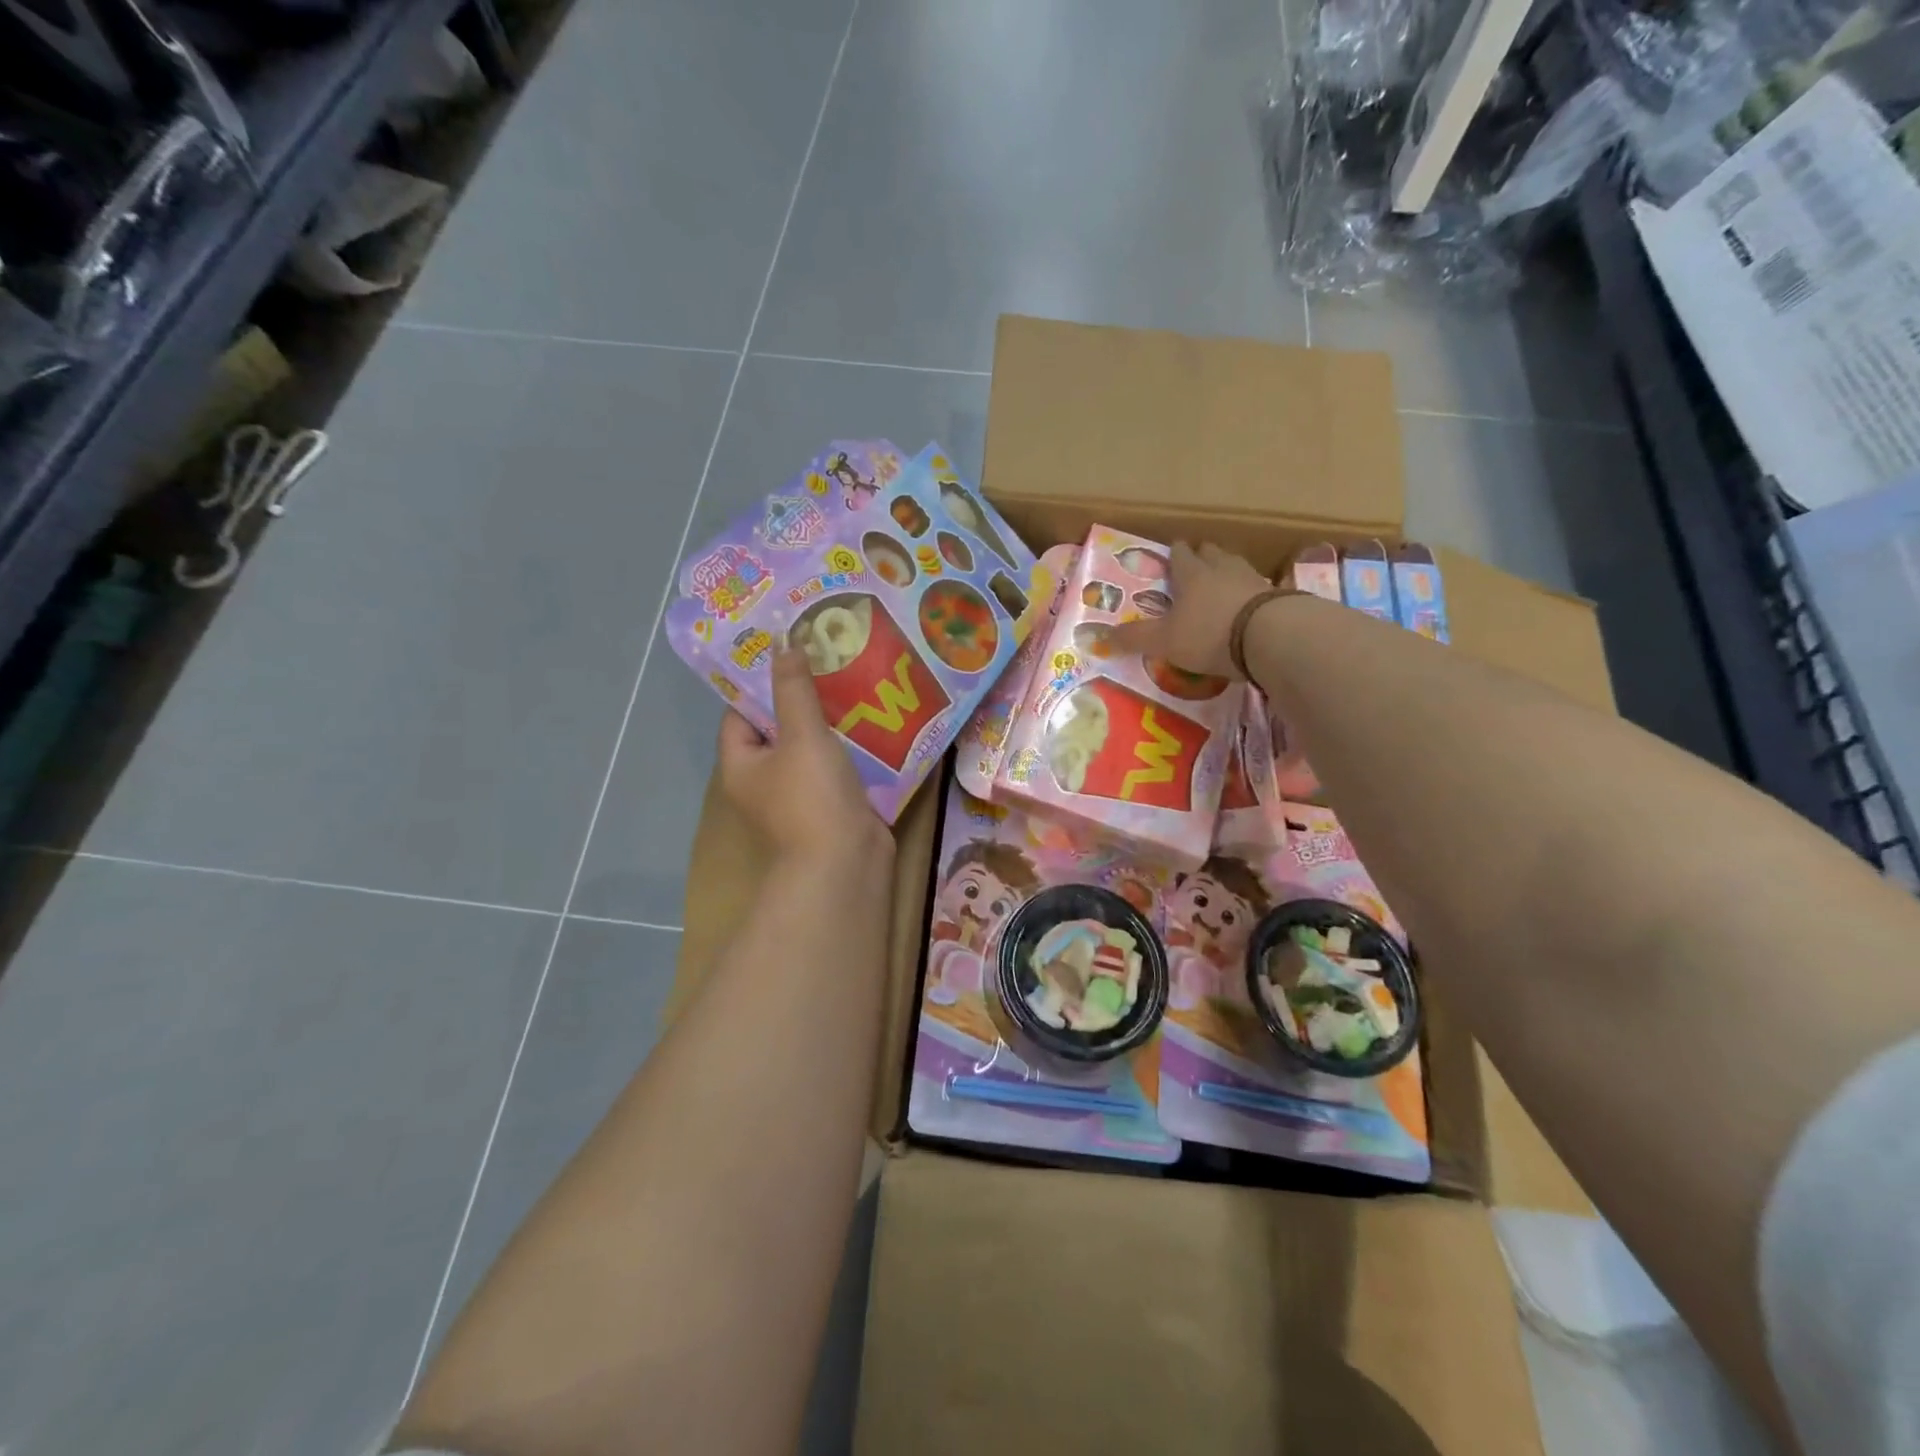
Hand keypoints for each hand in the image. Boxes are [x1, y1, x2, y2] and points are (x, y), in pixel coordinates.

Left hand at [718, 646, 887, 861]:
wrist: (845, 863)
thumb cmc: (812, 797)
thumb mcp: (801, 735)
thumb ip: (793, 689)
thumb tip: (782, 644)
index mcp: (742, 764)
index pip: (740, 714)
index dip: (759, 683)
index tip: (786, 653)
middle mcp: (765, 780)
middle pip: (778, 729)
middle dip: (801, 698)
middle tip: (827, 661)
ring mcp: (799, 796)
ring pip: (811, 748)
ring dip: (830, 722)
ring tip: (854, 682)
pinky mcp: (832, 806)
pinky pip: (837, 767)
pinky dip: (850, 747)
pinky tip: (873, 722)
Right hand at [1110, 541, 1269, 677]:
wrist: (1273, 636)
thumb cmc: (1209, 633)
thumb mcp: (1164, 641)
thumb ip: (1135, 638)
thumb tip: (1099, 636)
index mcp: (1192, 575)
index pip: (1180, 555)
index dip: (1174, 554)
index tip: (1172, 552)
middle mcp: (1223, 569)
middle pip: (1212, 553)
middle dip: (1203, 556)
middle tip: (1196, 564)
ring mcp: (1254, 580)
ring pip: (1237, 566)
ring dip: (1228, 571)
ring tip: (1222, 582)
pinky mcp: (1278, 597)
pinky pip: (1260, 588)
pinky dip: (1251, 593)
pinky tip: (1250, 605)